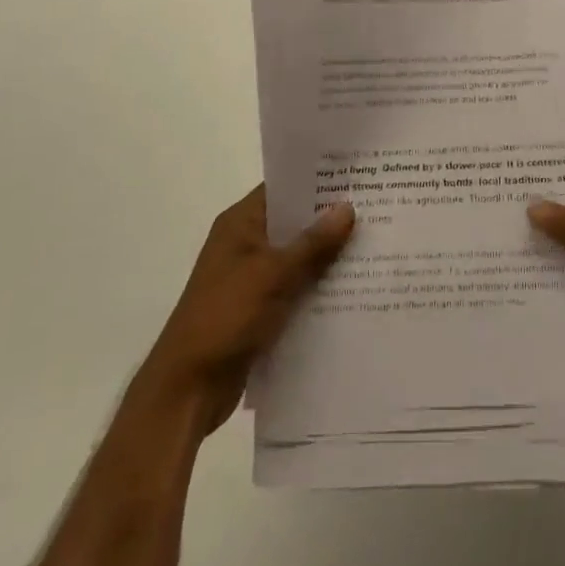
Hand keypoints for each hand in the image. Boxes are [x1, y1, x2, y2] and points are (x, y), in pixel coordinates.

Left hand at [130, 186, 355, 435]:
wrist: (187, 390)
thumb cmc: (225, 317)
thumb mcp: (272, 275)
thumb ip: (312, 243)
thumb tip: (348, 207)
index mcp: (240, 224)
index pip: (283, 188)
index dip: (317, 180)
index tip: (356, 175)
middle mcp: (245, 244)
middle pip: (294, 223)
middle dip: (330, 219)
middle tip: (377, 207)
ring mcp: (252, 278)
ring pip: (298, 257)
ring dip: (328, 255)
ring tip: (375, 244)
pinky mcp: (260, 309)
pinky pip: (296, 288)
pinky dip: (319, 287)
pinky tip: (355, 287)